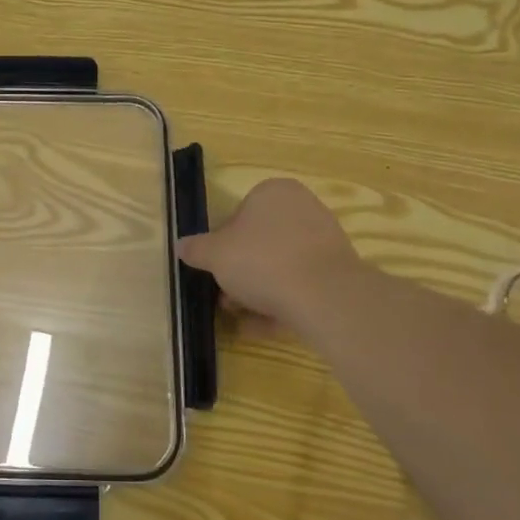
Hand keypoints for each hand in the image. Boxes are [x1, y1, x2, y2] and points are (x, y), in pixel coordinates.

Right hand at [177, 179, 363, 340]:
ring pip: (280, 267)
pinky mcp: (338, 273)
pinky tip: (262, 327)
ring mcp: (324, 241)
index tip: (214, 268)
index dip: (221, 244)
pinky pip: (300, 286)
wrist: (325, 296)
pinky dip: (281, 304)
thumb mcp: (214, 254)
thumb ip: (196, 249)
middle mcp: (303, 208)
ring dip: (257, 292)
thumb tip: (181, 246)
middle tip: (225, 298)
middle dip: (240, 273)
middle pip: (260, 243)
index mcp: (273, 192)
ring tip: (241, 318)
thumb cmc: (262, 261)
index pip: (239, 214)